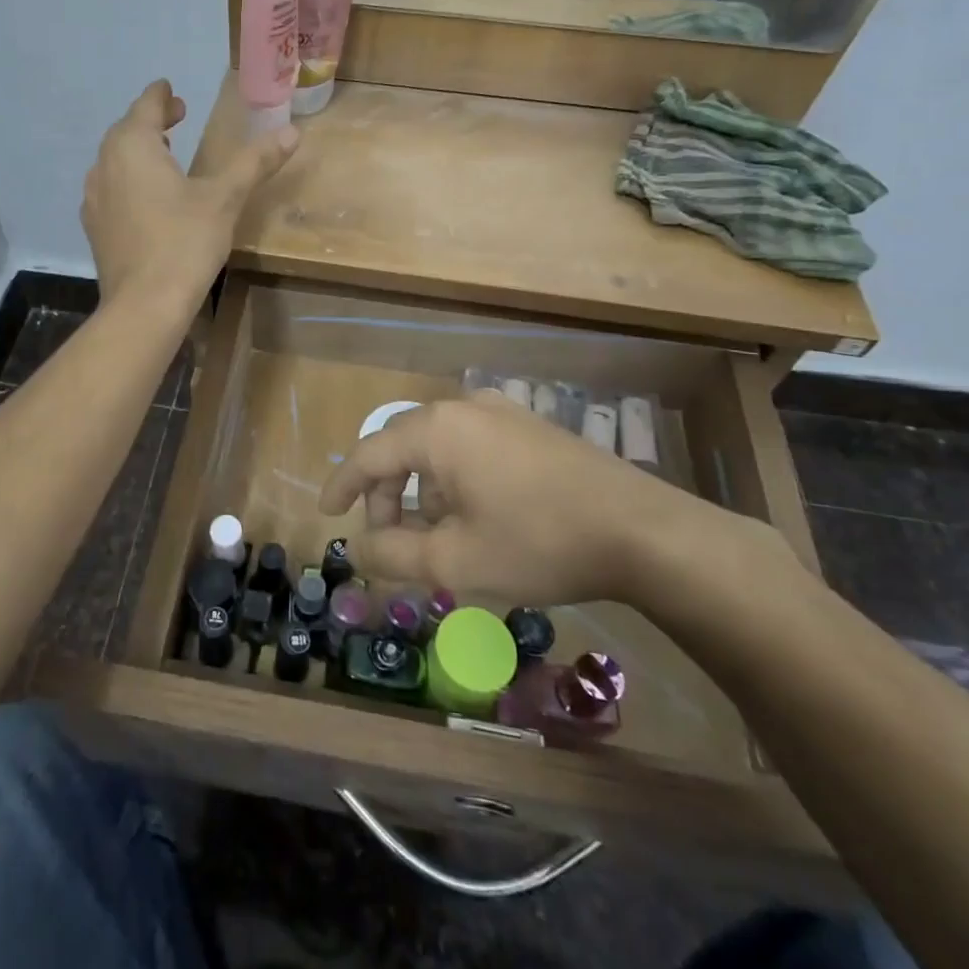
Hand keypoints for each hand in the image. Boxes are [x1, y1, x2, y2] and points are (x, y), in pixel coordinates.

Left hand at [82, 79, 298, 312]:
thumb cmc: (185, 241)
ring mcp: (95, 198)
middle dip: (151, 122)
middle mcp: (105, 165)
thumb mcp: (225, 197)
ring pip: (115, 161)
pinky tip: (147, 199)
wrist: (144, 304)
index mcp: (133, 146)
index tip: (170, 89)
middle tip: (176, 117)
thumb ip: (255, 161)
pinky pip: (112, 189)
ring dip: (139, 151)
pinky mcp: (95, 228)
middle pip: (126, 131)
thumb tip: (291, 131)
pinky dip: (130, 180)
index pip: (145, 106)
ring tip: (164, 155)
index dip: (160, 95)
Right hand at [318, 390, 774, 605]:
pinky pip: (471, 446)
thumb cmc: (538, 542)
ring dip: (423, 490)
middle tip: (387, 539)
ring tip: (434, 537)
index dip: (343, 484)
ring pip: (438, 447)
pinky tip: (474, 517)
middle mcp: (464, 407)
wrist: (642, 531)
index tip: (327, 514)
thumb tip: (357, 551)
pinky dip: (454, 479)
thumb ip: (393, 556)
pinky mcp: (529, 426)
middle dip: (386, 494)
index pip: (370, 452)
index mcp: (438, 430)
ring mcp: (502, 412)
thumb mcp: (456, 561)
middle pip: (403, 446)